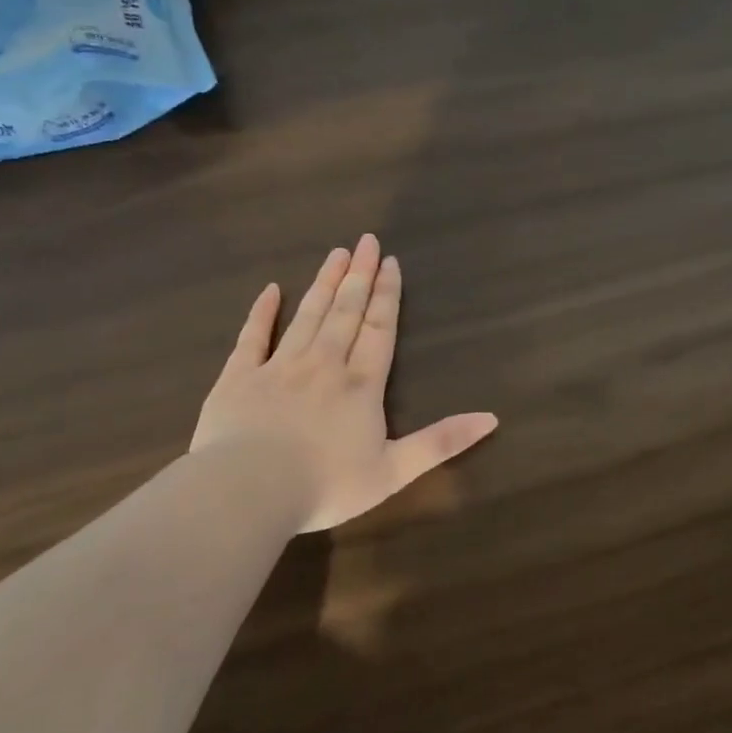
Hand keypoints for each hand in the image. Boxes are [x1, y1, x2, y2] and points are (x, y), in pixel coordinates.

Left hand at [191, 235, 498, 530]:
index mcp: (361, 385)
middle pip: (345, 312)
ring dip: (324, 284)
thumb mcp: (395, 470)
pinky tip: (271, 290)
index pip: (380, 330)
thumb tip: (492, 418)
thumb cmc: (326, 485)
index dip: (387, 295)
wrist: (248, 492)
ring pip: (307, 316)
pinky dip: (262, 312)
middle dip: (359, 276)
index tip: (390, 262)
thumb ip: (442, 442)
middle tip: (366, 240)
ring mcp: (278, 367)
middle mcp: (324, 365)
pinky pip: (252, 337)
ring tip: (336, 254)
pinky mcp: (238, 378)